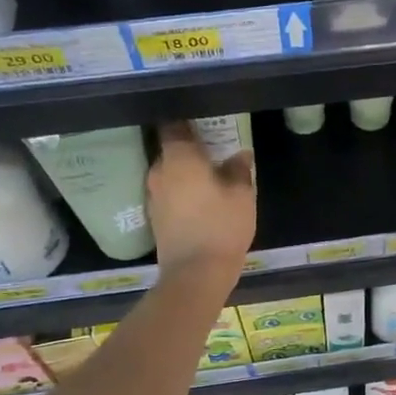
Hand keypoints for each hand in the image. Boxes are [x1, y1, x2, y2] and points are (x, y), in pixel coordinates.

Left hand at [146, 124, 255, 285]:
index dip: (187, 120)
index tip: (204, 121)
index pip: (174, 125)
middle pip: (170, 149)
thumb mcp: (242, 195)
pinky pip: (169, 193)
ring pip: (169, 173)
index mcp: (178, 158)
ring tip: (209, 175)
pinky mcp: (155, 217)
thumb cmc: (221, 226)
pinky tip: (200, 199)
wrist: (195, 274)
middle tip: (213, 149)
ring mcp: (153, 195)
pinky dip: (181, 191)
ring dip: (185, 172)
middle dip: (189, 148)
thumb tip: (240, 154)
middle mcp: (159, 171)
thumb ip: (239, 169)